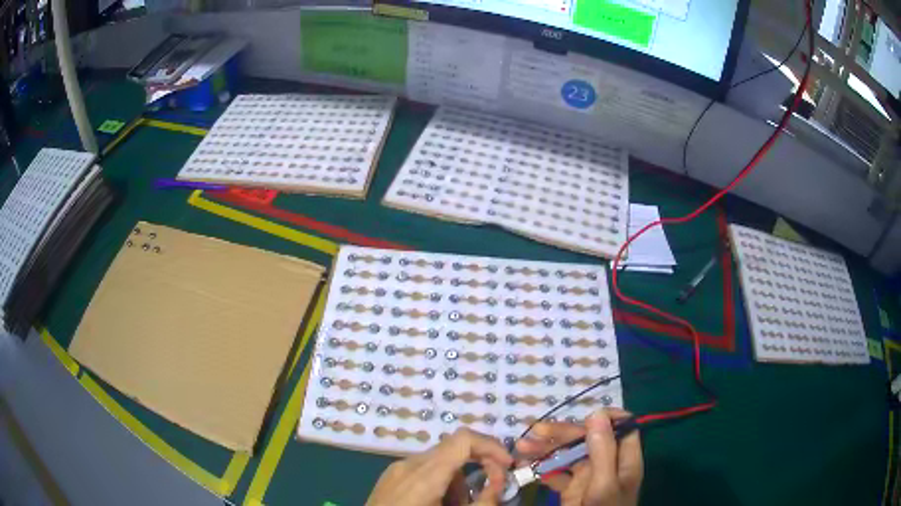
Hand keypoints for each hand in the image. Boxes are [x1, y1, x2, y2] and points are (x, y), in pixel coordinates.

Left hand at [366, 427, 513, 505]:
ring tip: (458, 505)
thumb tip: (499, 480)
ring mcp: (396, 469)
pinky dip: (440, 481)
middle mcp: (408, 464)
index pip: (463, 439)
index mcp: (424, 474)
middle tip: (489, 490)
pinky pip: (423, 469)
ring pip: (439, 460)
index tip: (507, 467)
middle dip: (478, 467)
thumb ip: (484, 500)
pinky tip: (438, 503)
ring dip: (458, 478)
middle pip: (454, 449)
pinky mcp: (389, 477)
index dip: (492, 446)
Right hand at [515, 409, 642, 505]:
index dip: (605, 417)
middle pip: (588, 438)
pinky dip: (540, 468)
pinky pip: (556, 473)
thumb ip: (603, 451)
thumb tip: (597, 412)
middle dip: (562, 434)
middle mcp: (607, 464)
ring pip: (568, 455)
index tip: (582, 415)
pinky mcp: (571, 489)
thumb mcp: (604, 485)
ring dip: (545, 449)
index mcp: (624, 460)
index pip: (621, 427)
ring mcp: (588, 477)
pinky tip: (524, 465)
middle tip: (535, 433)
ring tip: (521, 448)